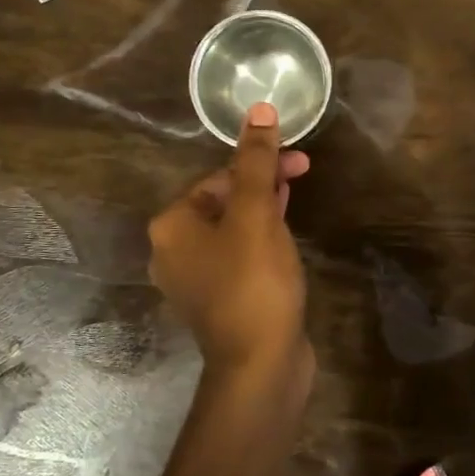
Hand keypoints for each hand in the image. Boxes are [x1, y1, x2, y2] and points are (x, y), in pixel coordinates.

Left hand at [148, 102, 312, 376]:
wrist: (260, 366)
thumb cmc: (253, 282)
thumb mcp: (256, 214)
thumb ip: (256, 161)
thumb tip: (259, 110)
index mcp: (172, 225)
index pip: (217, 177)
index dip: (259, 162)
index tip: (299, 159)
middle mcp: (173, 250)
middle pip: (223, 200)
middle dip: (263, 182)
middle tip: (303, 171)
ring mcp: (196, 279)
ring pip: (233, 228)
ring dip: (263, 208)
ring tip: (295, 197)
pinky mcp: (220, 300)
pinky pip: (239, 255)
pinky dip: (260, 239)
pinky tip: (284, 237)